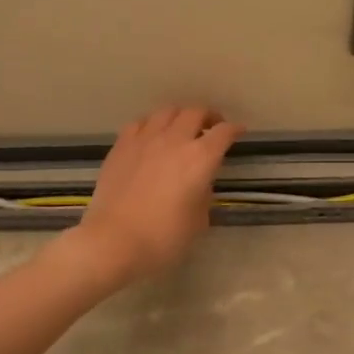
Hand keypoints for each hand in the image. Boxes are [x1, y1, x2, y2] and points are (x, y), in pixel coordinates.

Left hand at [56, 105, 242, 289]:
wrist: (113, 242)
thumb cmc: (163, 238)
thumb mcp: (198, 221)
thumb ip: (203, 194)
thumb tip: (198, 183)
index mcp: (200, 159)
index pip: (223, 133)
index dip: (234, 130)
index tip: (239, 132)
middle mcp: (174, 140)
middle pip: (195, 112)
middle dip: (208, 116)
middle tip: (211, 127)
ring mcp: (144, 140)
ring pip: (166, 111)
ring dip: (179, 116)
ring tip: (181, 128)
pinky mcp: (121, 146)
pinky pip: (140, 123)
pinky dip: (151, 124)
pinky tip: (151, 136)